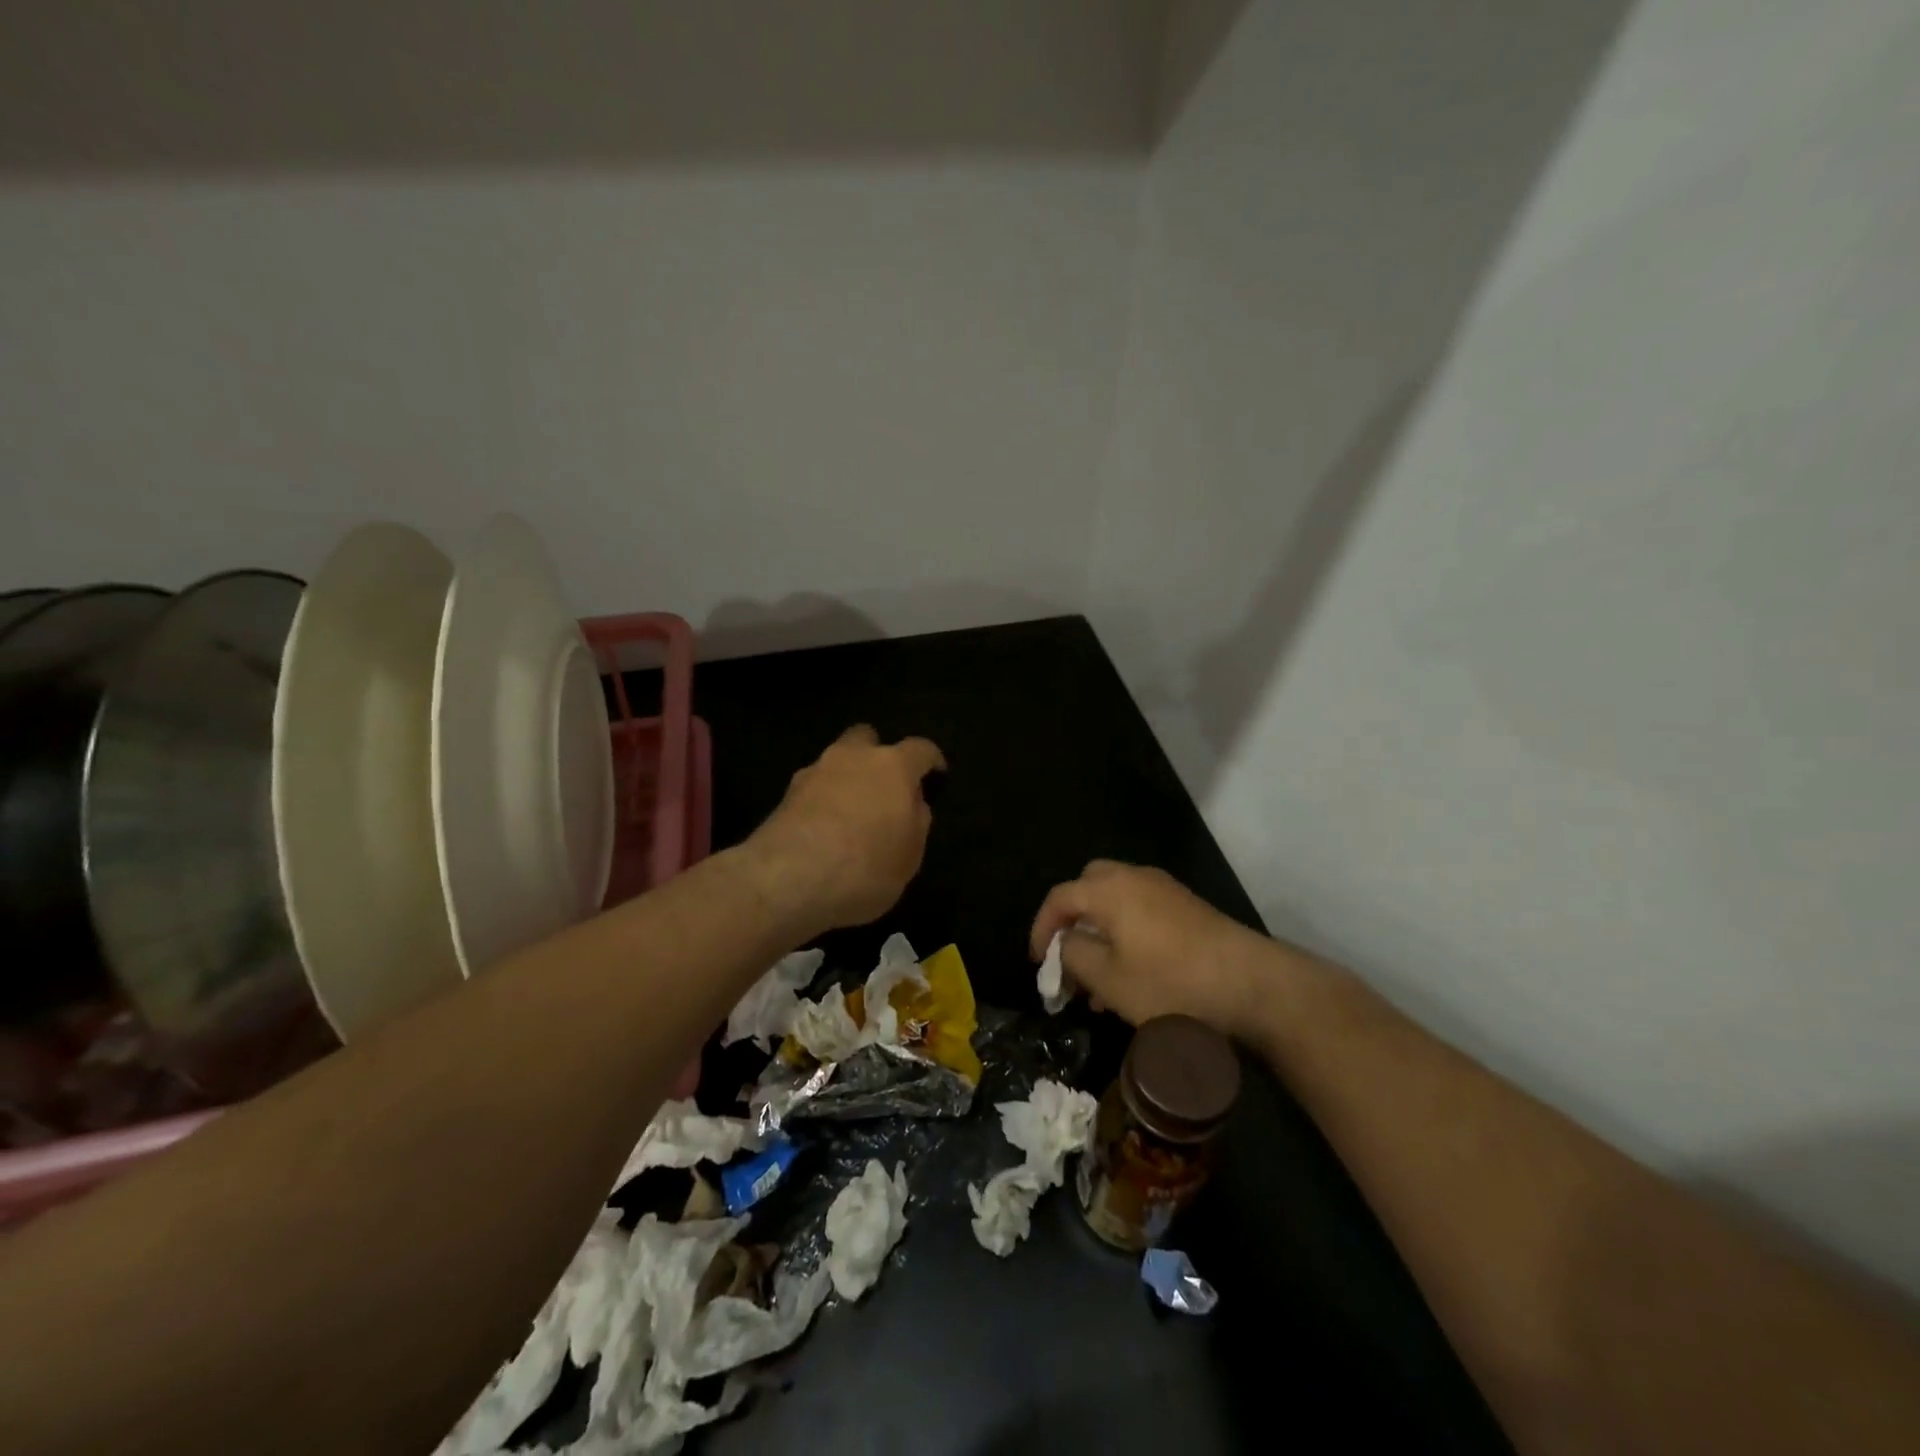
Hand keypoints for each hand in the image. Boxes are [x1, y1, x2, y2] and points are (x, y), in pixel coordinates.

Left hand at [746, 725, 945, 934]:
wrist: (788, 880)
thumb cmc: (866, 867)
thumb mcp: (910, 856)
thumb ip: (915, 822)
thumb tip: (912, 803)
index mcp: (893, 766)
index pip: (920, 749)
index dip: (931, 760)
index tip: (936, 774)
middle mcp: (852, 758)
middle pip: (867, 738)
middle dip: (876, 754)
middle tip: (883, 787)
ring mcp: (813, 772)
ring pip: (835, 762)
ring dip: (845, 779)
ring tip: (850, 814)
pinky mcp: (784, 795)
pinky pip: (813, 789)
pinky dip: (821, 802)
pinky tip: (824, 831)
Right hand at [1030, 861, 1277, 1039]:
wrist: (1252, 984)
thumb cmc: (1171, 982)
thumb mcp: (1109, 979)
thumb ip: (1073, 955)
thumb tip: (1064, 942)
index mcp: (1109, 889)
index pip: (1059, 898)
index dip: (1041, 929)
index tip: (1039, 963)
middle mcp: (1134, 878)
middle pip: (1088, 887)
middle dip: (1072, 921)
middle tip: (1068, 957)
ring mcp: (1164, 890)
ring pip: (1116, 903)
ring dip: (1099, 934)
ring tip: (1098, 984)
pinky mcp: (1187, 908)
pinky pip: (1141, 912)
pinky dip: (1125, 935)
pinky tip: (1132, 977)